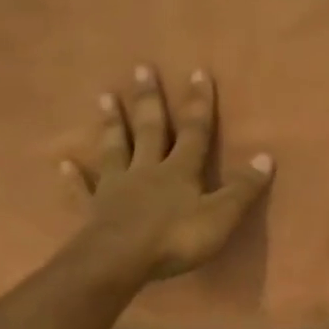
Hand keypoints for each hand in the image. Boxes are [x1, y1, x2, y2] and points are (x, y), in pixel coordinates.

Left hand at [66, 66, 273, 279]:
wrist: (120, 260)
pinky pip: (83, 190)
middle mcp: (147, 170)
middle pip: (150, 129)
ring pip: (115, 149)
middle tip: (141, 68)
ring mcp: (117, 188)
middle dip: (149, 100)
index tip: (197, 72)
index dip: (198, 104)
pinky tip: (63, 163)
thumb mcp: (221, 216)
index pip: (195, 132)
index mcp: (180, 171)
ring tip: (104, 96)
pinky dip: (73, 177)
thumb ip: (242, 189)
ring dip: (111, 124)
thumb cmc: (175, 238)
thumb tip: (265, 157)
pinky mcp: (94, 210)